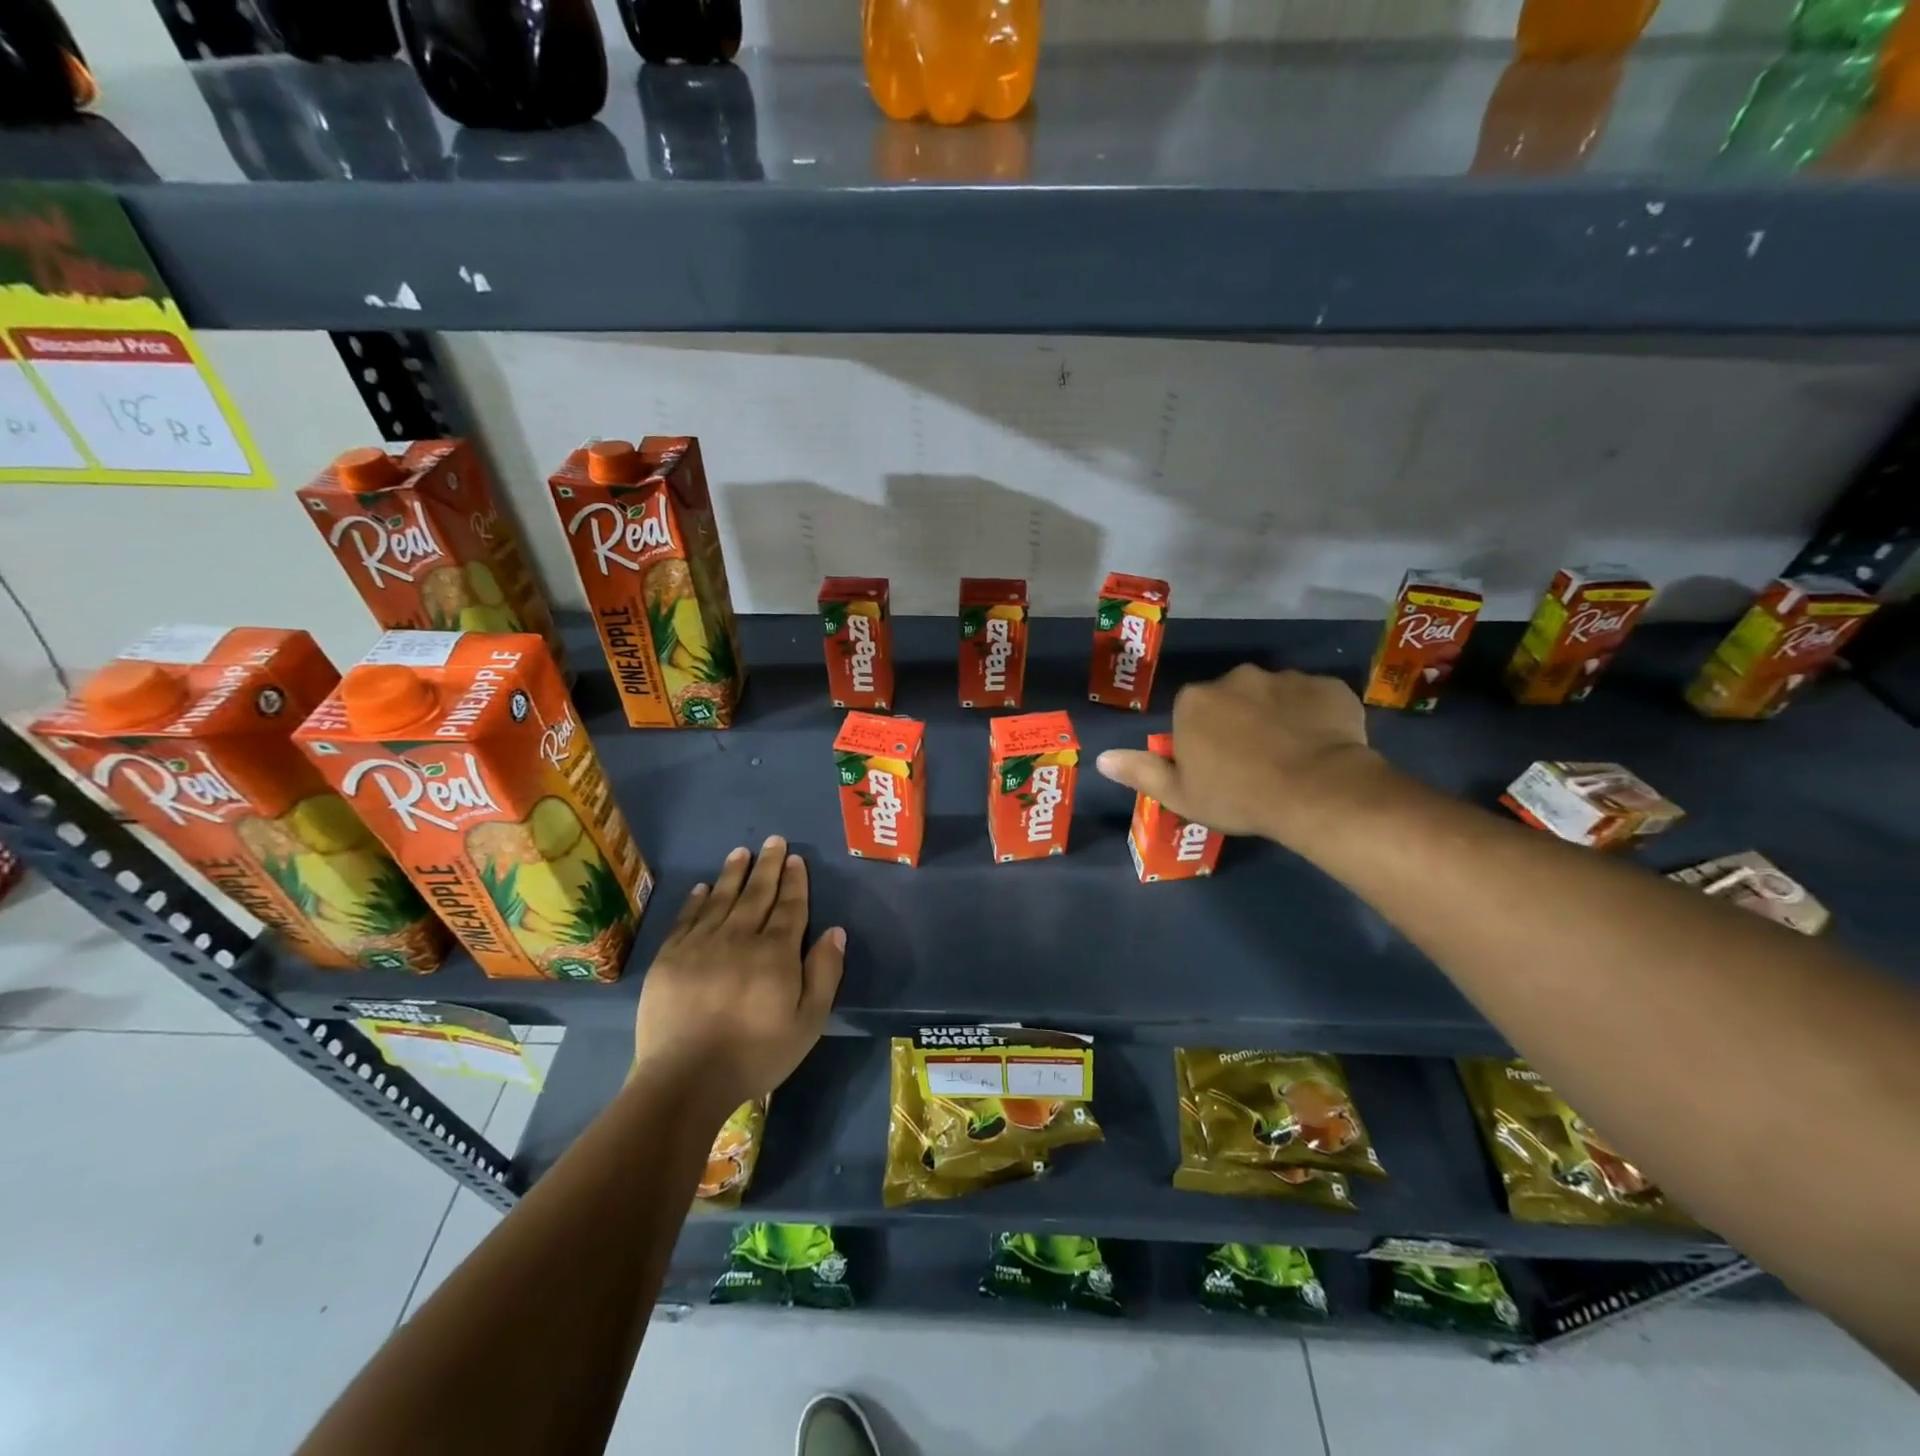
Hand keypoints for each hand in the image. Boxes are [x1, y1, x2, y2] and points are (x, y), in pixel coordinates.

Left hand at [633, 837, 845, 1115]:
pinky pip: (687, 919)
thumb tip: (835, 931)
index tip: (796, 859)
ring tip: (741, 852)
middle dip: (768, 866)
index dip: (795, 882)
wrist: (685, 1080)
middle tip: (773, 840)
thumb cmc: (755, 1054)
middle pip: (757, 894)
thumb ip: (824, 973)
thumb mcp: (808, 1022)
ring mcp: (700, 945)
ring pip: (721, 899)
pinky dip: (696, 900)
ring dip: (733, 874)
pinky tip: (703, 888)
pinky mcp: (670, 958)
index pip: (790, 907)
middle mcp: (739, 938)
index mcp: (776, 953)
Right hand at [1095, 664, 1385, 844]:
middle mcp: (1236, 677)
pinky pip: (1315, 699)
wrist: (1316, 791)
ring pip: (1275, 696)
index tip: (1216, 767)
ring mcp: (1286, 678)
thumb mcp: (1180, 795)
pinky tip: (1322, 746)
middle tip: (1254, 761)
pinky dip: (1316, 716)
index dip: (1202, 739)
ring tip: (1292, 755)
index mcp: (1195, 700)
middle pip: (1232, 698)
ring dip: (1278, 716)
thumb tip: (1102, 758)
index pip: (1191, 713)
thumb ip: (1141, 772)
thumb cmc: (1238, 795)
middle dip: (1239, 721)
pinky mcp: (1328, 686)